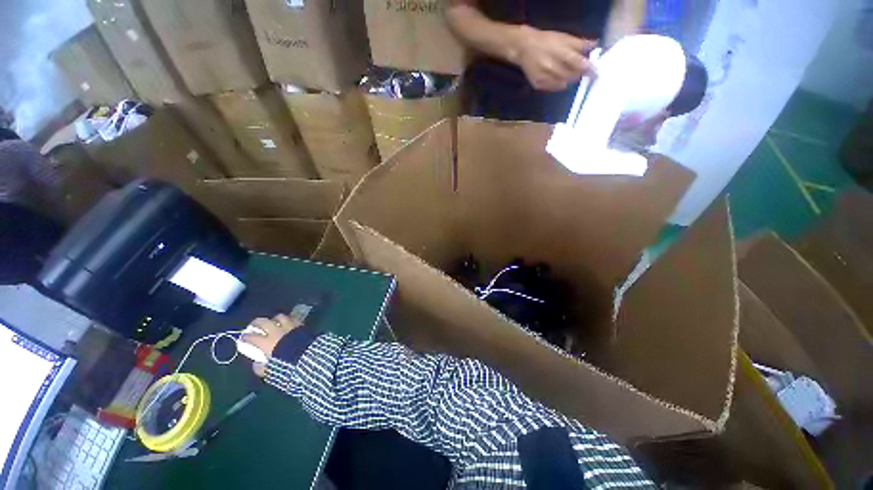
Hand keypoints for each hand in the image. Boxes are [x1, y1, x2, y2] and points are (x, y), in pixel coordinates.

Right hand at [242, 313, 302, 376]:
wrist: (310, 356)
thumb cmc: (289, 365)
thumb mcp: (272, 372)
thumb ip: (262, 368)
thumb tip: (257, 364)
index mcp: (266, 342)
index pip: (251, 337)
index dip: (245, 337)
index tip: (243, 338)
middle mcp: (276, 332)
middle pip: (263, 321)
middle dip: (256, 323)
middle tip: (254, 326)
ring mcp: (289, 326)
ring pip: (279, 317)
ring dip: (274, 320)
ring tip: (273, 323)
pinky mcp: (300, 325)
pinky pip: (292, 319)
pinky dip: (288, 321)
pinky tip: (287, 325)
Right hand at [511, 26, 596, 91]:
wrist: (524, 48)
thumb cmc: (546, 41)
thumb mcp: (563, 38)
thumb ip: (579, 43)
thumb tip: (595, 45)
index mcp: (560, 53)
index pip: (579, 64)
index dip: (588, 69)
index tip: (596, 72)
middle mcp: (552, 67)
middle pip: (572, 77)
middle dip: (578, 75)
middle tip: (582, 73)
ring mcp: (544, 78)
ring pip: (563, 85)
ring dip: (568, 80)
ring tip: (567, 74)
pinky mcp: (538, 85)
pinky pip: (552, 88)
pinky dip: (558, 85)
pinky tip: (557, 79)